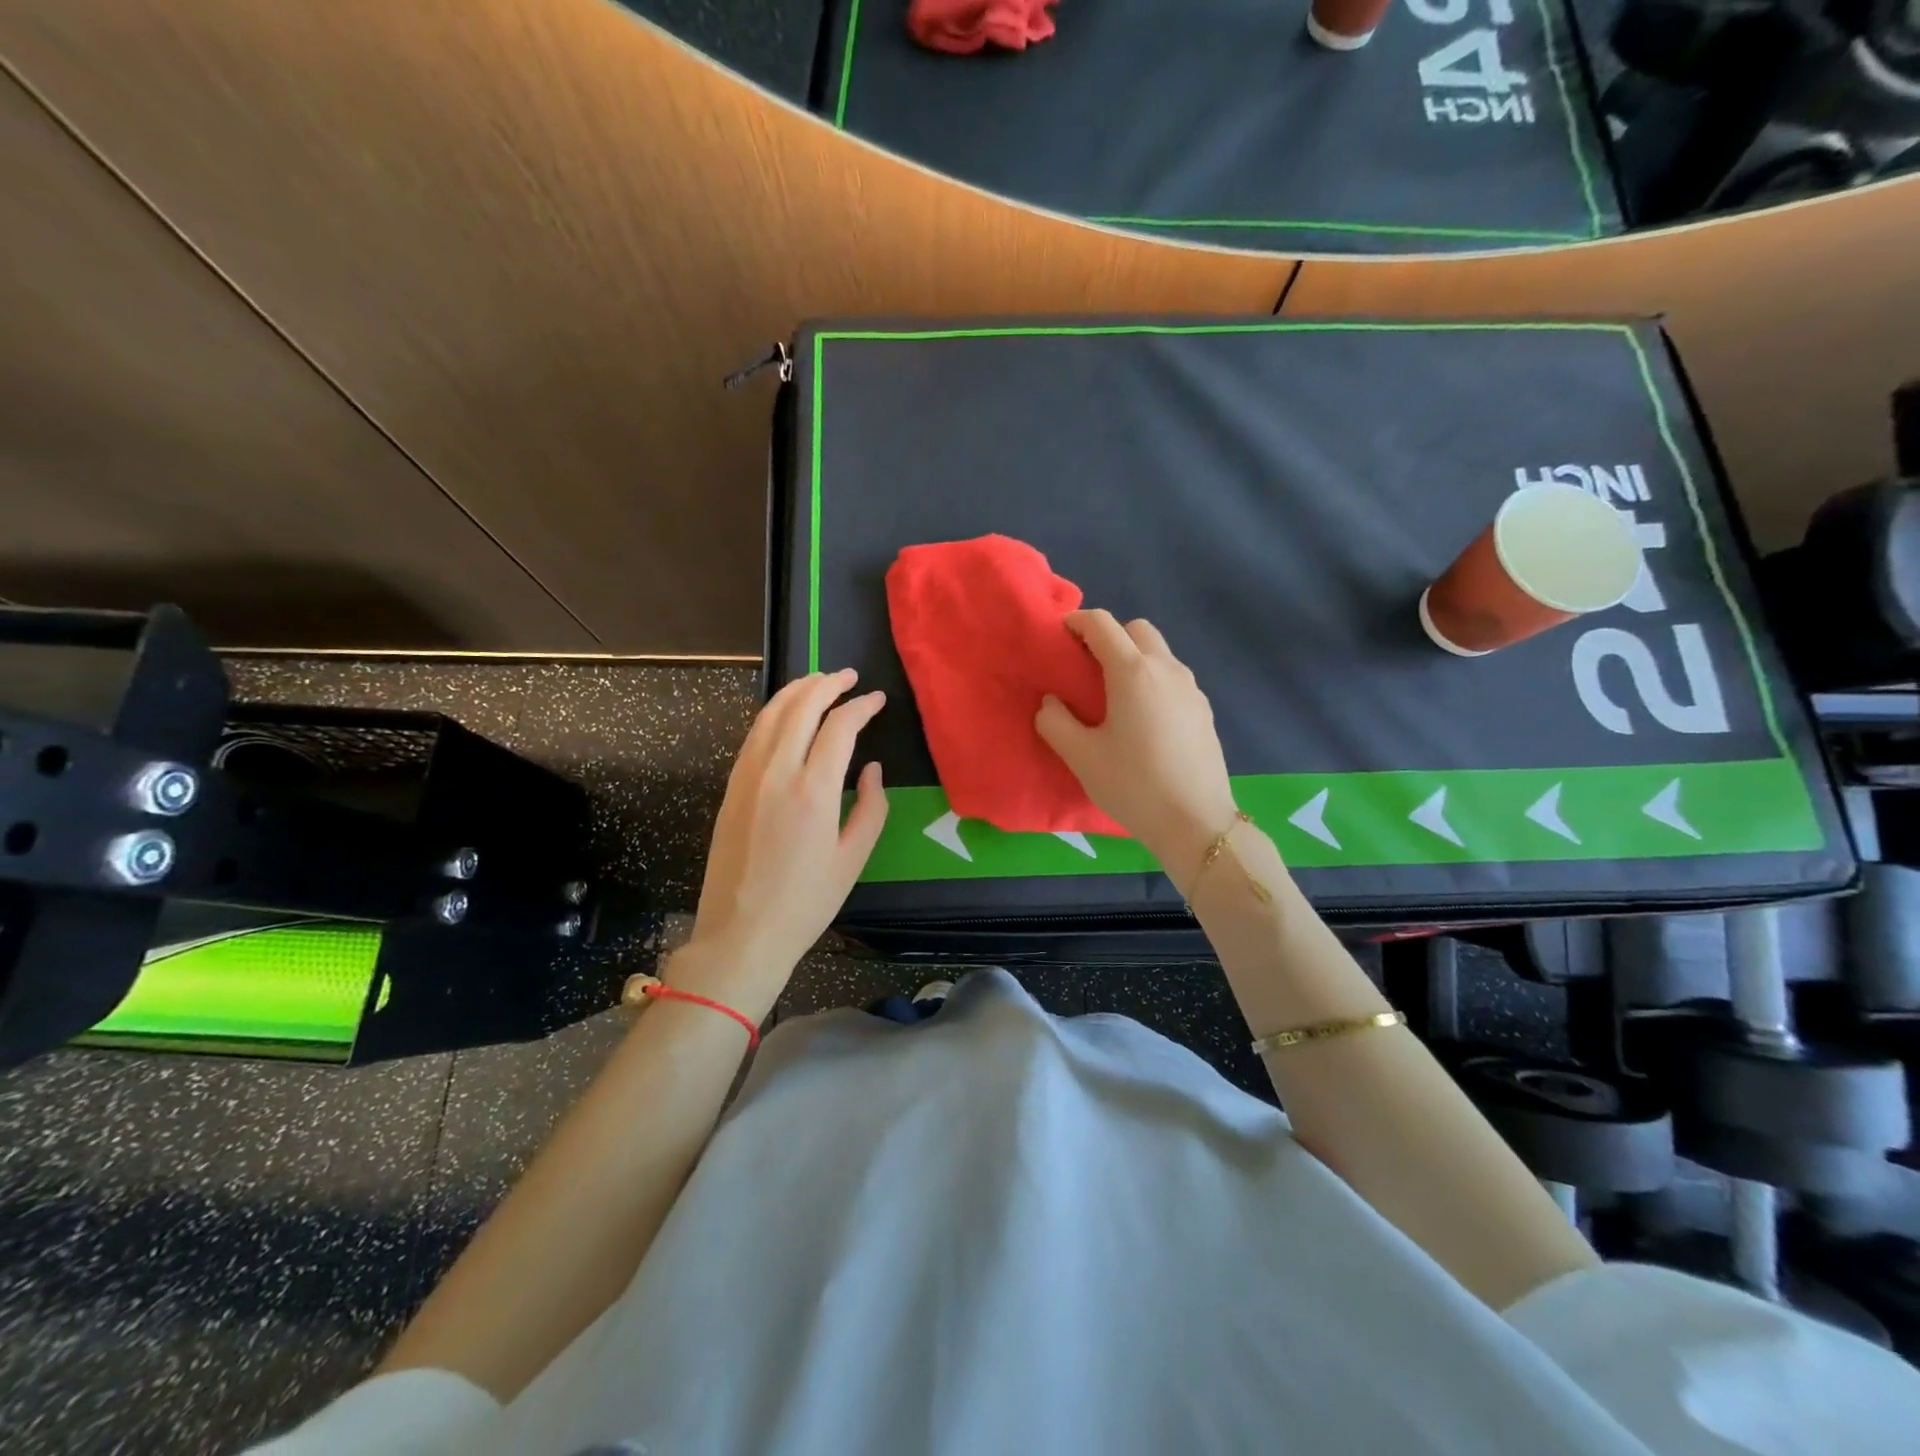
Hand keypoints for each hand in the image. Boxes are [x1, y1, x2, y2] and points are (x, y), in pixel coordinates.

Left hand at [676, 669, 888, 1020]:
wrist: (741, 933)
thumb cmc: (806, 902)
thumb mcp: (853, 858)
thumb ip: (871, 807)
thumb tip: (871, 769)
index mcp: (813, 790)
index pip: (838, 726)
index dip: (861, 706)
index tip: (877, 699)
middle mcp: (776, 772)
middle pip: (800, 707)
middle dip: (826, 683)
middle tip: (848, 675)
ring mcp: (746, 777)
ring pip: (770, 714)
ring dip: (796, 691)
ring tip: (818, 681)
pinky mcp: (730, 787)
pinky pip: (753, 735)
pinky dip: (773, 713)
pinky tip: (786, 714)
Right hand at [1035, 610, 1238, 886]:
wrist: (1196, 823)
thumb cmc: (1133, 785)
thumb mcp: (1080, 756)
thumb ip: (1055, 722)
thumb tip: (1051, 703)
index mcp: (1133, 672)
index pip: (1102, 624)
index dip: (1077, 622)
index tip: (1060, 637)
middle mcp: (1166, 669)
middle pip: (1137, 629)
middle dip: (1110, 636)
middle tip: (1087, 667)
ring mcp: (1191, 688)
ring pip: (1159, 653)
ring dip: (1134, 658)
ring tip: (1114, 695)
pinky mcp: (1204, 710)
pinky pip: (1173, 678)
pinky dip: (1152, 680)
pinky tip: (1142, 719)